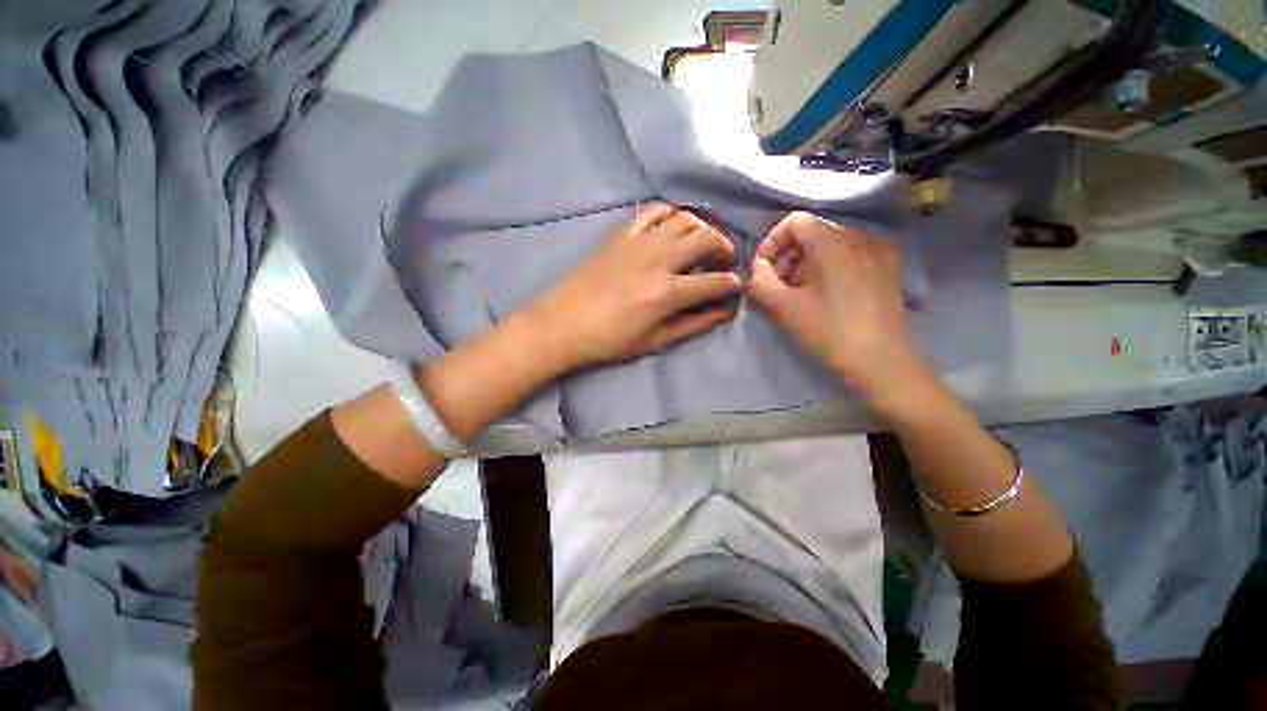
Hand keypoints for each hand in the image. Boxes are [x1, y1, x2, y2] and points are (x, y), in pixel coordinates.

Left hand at [528, 202, 741, 369]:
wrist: (564, 323)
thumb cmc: (610, 339)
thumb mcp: (655, 341)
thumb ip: (694, 324)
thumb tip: (724, 312)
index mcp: (668, 292)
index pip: (716, 281)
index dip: (733, 284)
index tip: (736, 286)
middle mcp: (659, 260)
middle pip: (707, 238)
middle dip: (725, 248)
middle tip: (724, 260)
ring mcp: (640, 242)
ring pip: (685, 219)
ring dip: (702, 229)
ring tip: (701, 244)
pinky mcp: (622, 234)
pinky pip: (654, 211)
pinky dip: (671, 214)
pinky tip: (673, 227)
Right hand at [747, 212, 929, 403]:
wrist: (881, 361)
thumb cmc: (828, 330)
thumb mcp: (783, 307)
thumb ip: (760, 281)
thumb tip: (758, 268)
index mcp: (833, 241)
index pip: (794, 222)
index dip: (771, 243)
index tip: (763, 271)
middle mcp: (859, 237)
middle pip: (811, 233)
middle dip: (786, 258)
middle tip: (776, 288)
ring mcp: (878, 252)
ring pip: (829, 246)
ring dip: (805, 265)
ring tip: (798, 296)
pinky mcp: (887, 269)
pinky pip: (849, 257)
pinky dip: (828, 269)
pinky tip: (825, 296)